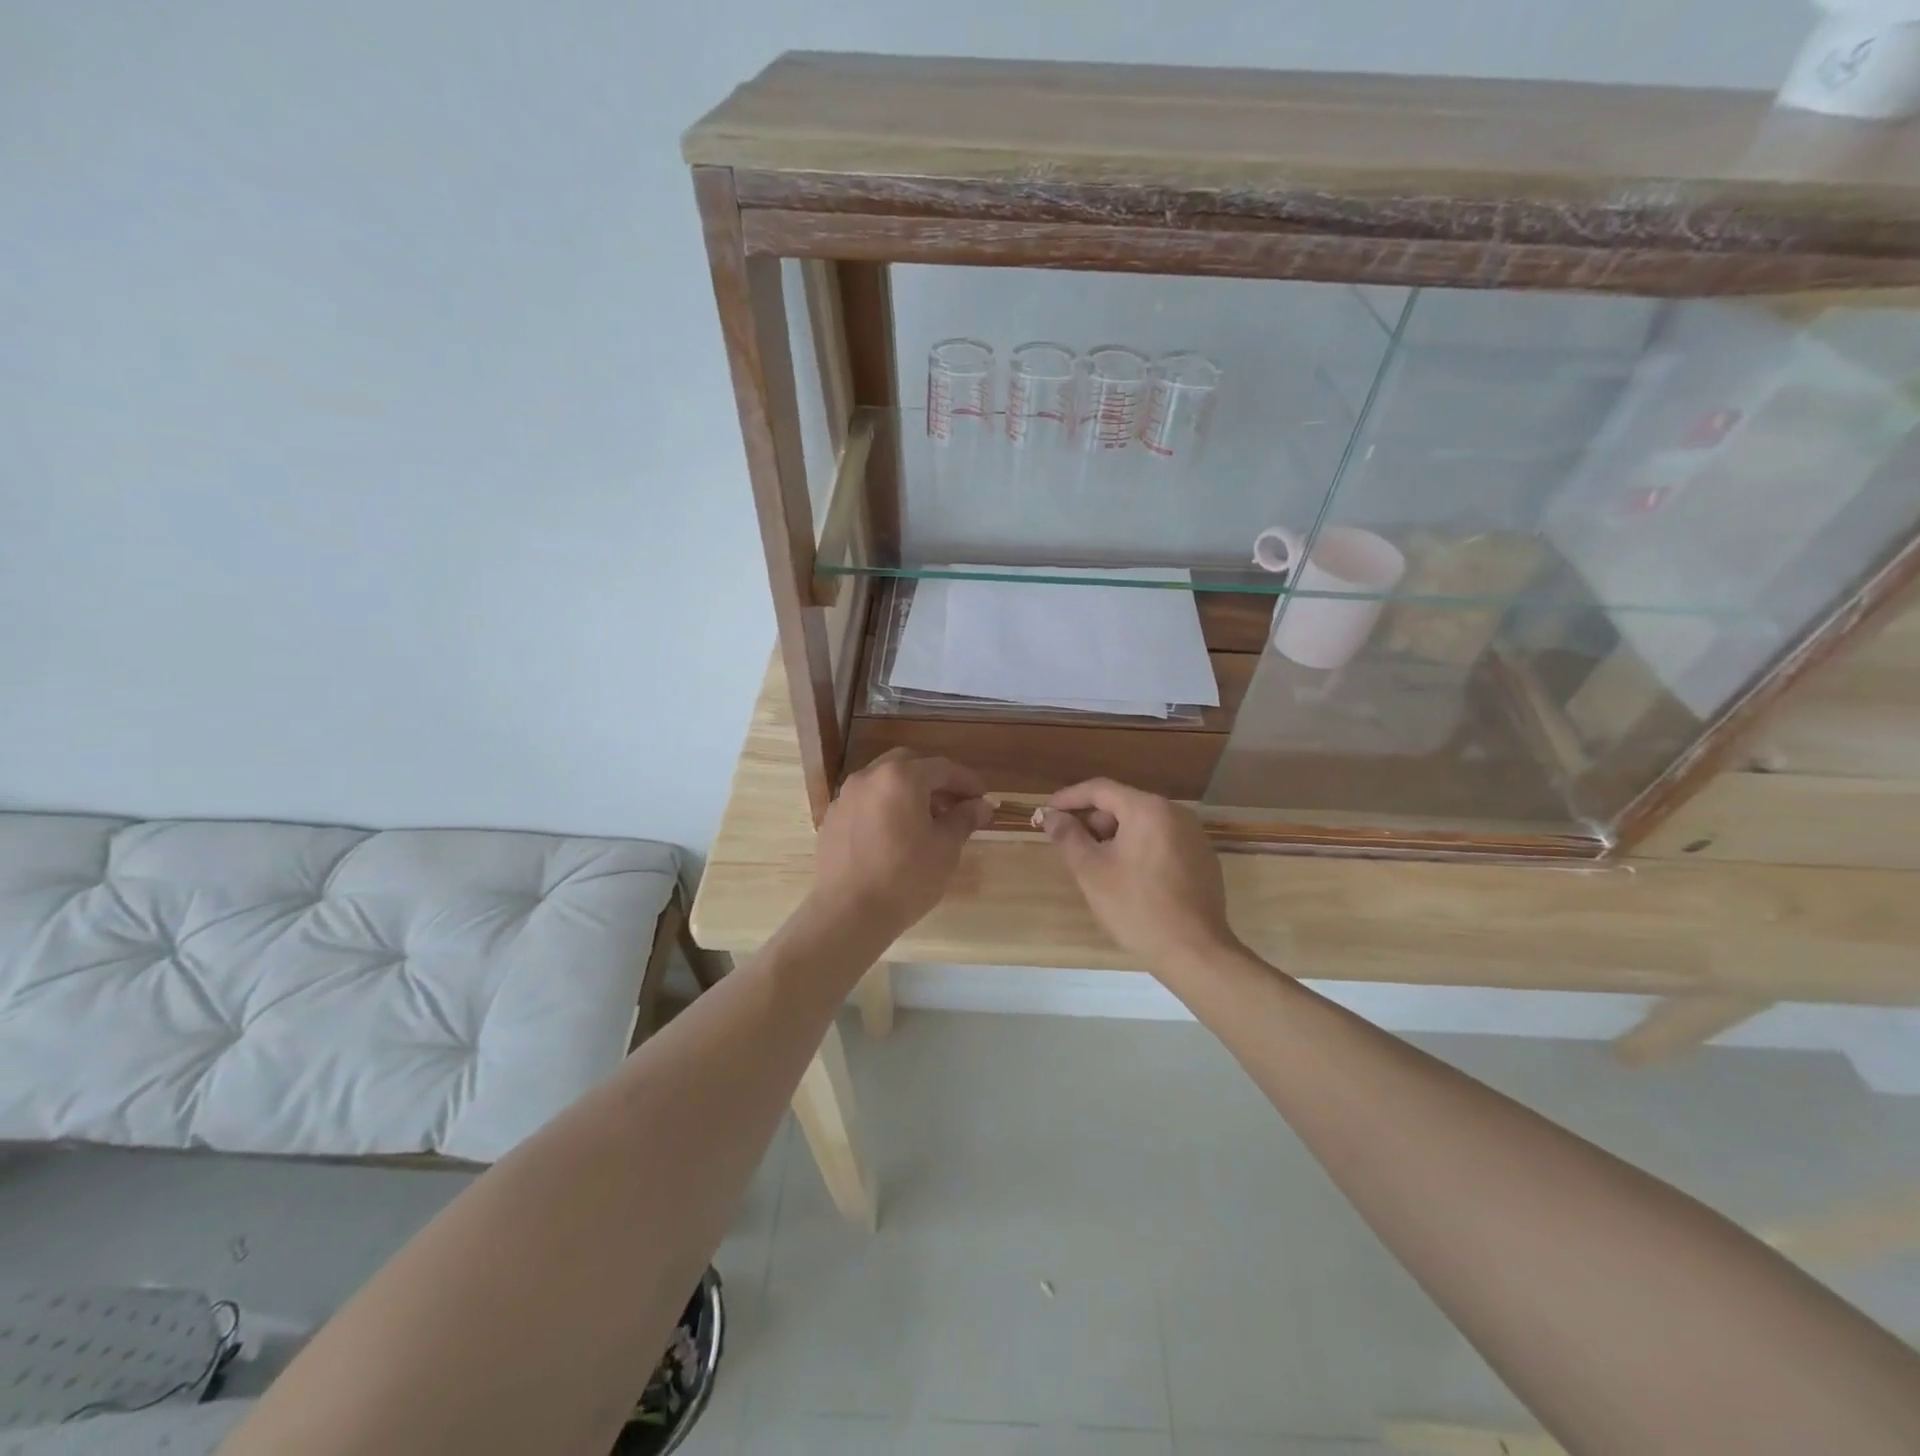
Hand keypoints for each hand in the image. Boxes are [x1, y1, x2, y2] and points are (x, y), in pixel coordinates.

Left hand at [810, 749, 991, 936]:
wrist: (848, 913)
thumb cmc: (905, 878)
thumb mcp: (945, 848)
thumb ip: (965, 818)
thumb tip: (982, 805)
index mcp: (901, 777)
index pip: (943, 768)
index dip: (967, 781)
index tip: (984, 799)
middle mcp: (870, 777)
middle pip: (909, 764)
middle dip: (935, 780)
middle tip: (955, 804)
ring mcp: (846, 796)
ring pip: (884, 781)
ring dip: (909, 791)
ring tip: (927, 820)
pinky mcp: (833, 818)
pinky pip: (866, 801)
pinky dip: (886, 806)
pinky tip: (896, 834)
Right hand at [1039, 779, 1237, 970]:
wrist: (1194, 951)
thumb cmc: (1136, 906)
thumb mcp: (1091, 871)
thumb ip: (1068, 837)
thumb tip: (1051, 816)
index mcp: (1148, 809)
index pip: (1100, 789)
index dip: (1069, 798)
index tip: (1046, 813)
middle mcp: (1175, 813)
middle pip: (1123, 805)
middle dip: (1093, 822)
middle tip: (1071, 847)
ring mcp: (1194, 836)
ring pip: (1142, 825)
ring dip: (1114, 838)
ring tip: (1097, 866)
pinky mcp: (1202, 859)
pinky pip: (1161, 841)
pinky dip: (1138, 850)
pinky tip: (1128, 879)